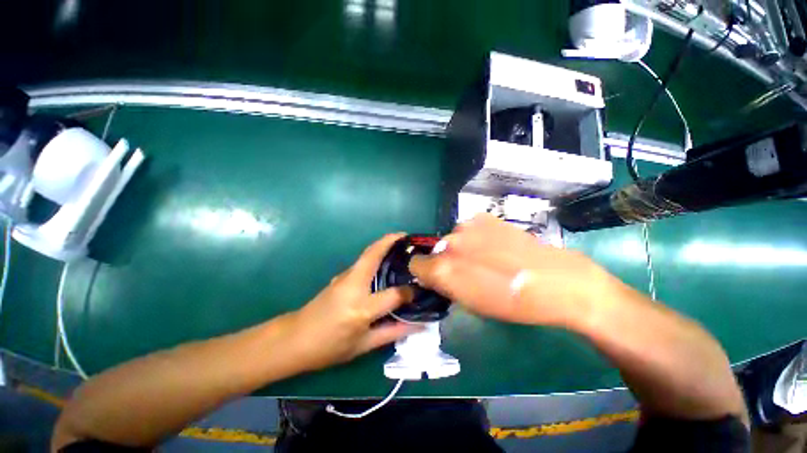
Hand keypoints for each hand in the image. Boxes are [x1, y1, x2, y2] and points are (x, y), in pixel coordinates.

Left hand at [285, 233, 422, 371]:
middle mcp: (353, 286)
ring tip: (401, 245)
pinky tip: (386, 261)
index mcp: (361, 308)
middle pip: (373, 254)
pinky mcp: (341, 275)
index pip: (393, 294)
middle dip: (391, 241)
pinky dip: (376, 254)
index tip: (420, 289)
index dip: (409, 292)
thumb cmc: (329, 347)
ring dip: (384, 245)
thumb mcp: (363, 345)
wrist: (294, 339)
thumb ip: (393, 332)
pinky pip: (363, 261)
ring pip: (367, 254)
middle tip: (409, 237)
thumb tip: (419, 325)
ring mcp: (344, 277)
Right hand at [409, 214, 610, 327]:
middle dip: (445, 260)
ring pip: (452, 238)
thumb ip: (444, 286)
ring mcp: (466, 226)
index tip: (439, 279)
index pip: (415, 264)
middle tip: (468, 270)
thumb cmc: (511, 303)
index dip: (426, 273)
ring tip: (485, 256)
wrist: (553, 280)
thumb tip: (433, 276)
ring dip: (461, 247)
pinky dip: (475, 236)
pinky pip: (469, 228)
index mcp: (442, 269)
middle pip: (435, 250)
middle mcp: (448, 243)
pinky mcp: (483, 217)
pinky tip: (495, 244)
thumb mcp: (470, 304)